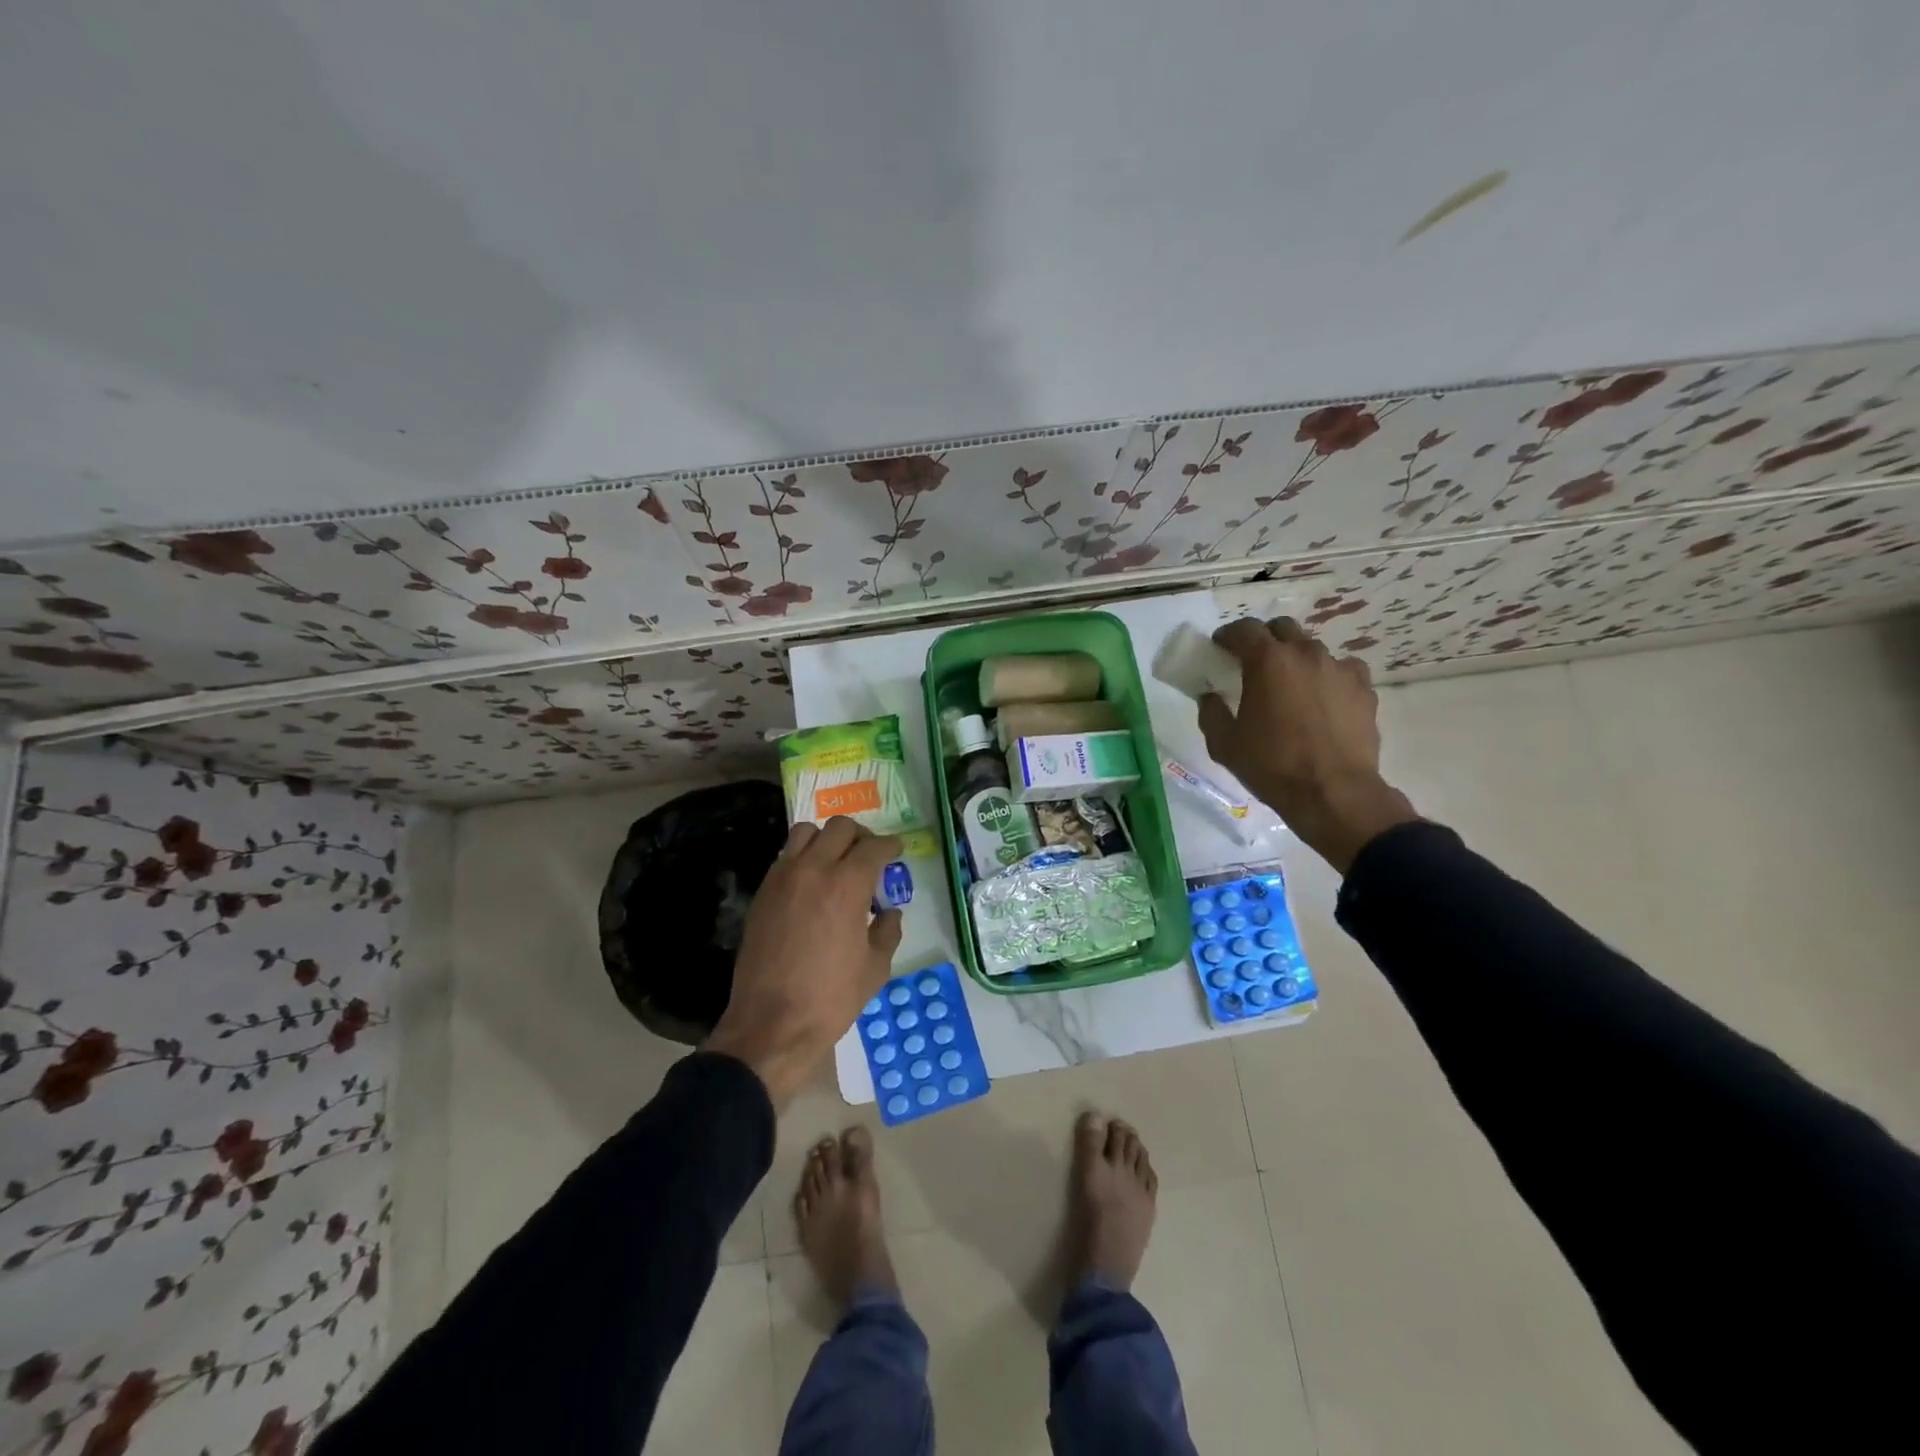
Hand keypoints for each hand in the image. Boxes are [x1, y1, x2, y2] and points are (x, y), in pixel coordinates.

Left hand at [707, 817, 903, 1104]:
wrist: (772, 1024)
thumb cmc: (831, 998)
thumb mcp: (875, 967)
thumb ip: (888, 931)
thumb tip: (890, 912)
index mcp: (847, 885)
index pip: (873, 847)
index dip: (890, 845)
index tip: (897, 850)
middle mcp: (813, 870)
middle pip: (840, 827)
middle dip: (861, 836)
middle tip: (870, 855)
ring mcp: (782, 878)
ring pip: (806, 832)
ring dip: (827, 839)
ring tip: (836, 862)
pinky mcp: (762, 893)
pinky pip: (785, 857)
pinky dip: (803, 857)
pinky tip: (812, 884)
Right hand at [1198, 617, 1417, 872]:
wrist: (1333, 793)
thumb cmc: (1271, 766)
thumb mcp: (1224, 744)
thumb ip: (1211, 712)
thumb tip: (1210, 696)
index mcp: (1268, 661)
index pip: (1244, 629)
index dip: (1228, 635)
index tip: (1220, 647)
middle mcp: (1306, 654)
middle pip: (1282, 628)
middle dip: (1265, 638)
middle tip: (1253, 661)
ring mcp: (1340, 669)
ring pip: (1313, 649)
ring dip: (1297, 658)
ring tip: (1290, 683)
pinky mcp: (1364, 689)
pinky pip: (1343, 669)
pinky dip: (1329, 676)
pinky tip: (1323, 697)